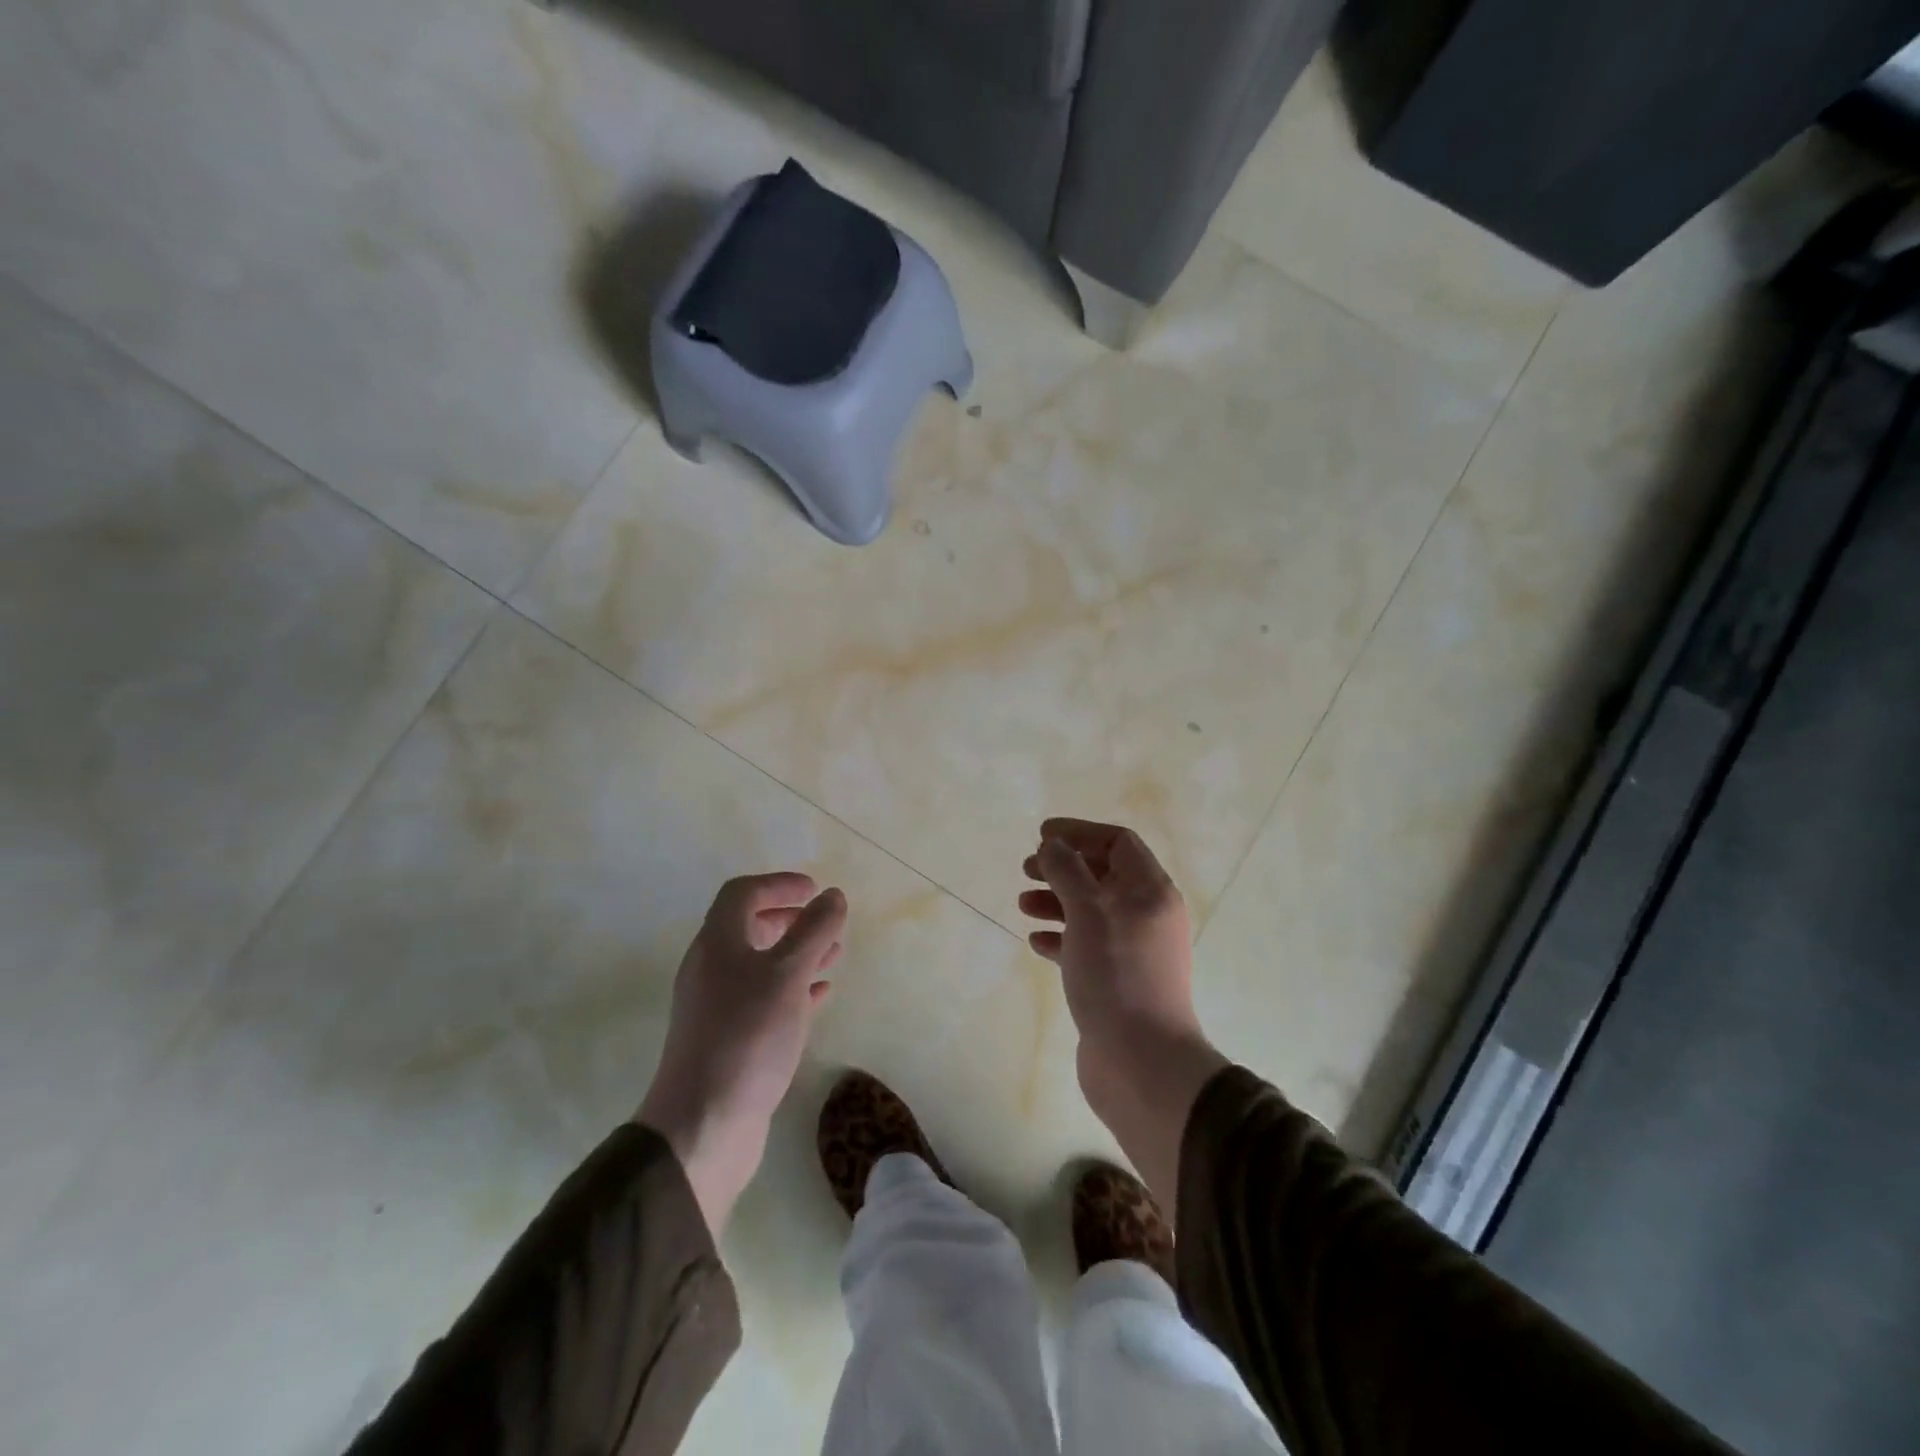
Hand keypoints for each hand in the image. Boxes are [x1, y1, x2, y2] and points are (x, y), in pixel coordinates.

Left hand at [637, 873, 847, 1235]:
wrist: (703, 1126)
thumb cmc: (747, 1036)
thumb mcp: (787, 974)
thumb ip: (813, 931)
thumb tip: (833, 895)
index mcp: (717, 944)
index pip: (742, 894)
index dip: (778, 884)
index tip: (815, 889)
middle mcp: (712, 970)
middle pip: (749, 928)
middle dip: (790, 919)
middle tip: (825, 921)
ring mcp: (719, 1008)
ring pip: (762, 966)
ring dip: (797, 954)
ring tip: (834, 954)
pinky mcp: (731, 1041)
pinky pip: (766, 1000)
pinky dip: (794, 989)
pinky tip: (821, 995)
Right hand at [1021, 819, 1226, 1209]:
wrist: (1141, 1062)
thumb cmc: (1116, 974)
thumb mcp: (1088, 911)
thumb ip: (1068, 871)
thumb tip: (1053, 843)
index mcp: (1151, 891)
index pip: (1118, 843)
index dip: (1080, 833)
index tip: (1041, 835)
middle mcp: (1148, 915)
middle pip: (1103, 875)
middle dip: (1063, 867)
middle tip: (1027, 869)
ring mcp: (1134, 950)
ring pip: (1091, 911)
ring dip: (1057, 901)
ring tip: (1023, 905)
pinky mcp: (1117, 980)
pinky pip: (1087, 945)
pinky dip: (1061, 937)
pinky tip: (1036, 942)